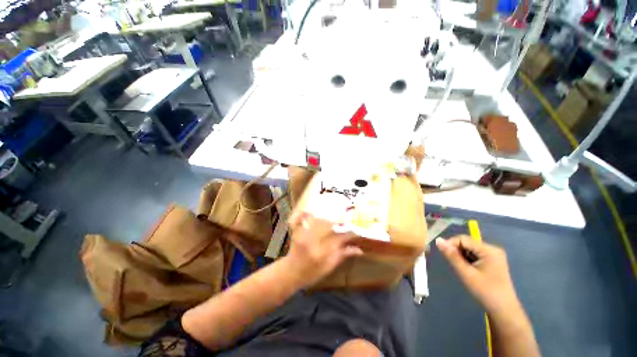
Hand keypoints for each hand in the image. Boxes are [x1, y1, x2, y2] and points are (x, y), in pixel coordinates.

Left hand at [286, 212, 362, 287]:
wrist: (291, 273)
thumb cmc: (311, 273)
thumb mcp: (329, 267)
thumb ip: (342, 255)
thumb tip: (359, 249)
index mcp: (321, 252)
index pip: (339, 238)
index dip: (349, 233)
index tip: (356, 231)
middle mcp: (312, 241)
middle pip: (328, 224)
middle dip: (339, 220)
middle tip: (346, 219)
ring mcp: (302, 235)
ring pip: (316, 219)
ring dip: (326, 216)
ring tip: (334, 215)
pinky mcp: (296, 231)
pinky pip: (299, 218)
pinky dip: (304, 213)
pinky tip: (311, 211)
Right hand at [436, 236, 520, 315]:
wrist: (503, 310)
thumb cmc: (485, 291)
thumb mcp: (465, 273)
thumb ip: (451, 256)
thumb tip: (438, 240)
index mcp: (489, 250)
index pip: (463, 239)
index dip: (450, 244)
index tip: (443, 254)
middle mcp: (492, 249)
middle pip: (467, 243)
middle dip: (456, 251)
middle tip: (452, 264)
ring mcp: (493, 255)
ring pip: (469, 249)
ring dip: (461, 256)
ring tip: (460, 268)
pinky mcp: (492, 261)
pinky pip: (474, 255)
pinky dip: (467, 260)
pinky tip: (467, 270)